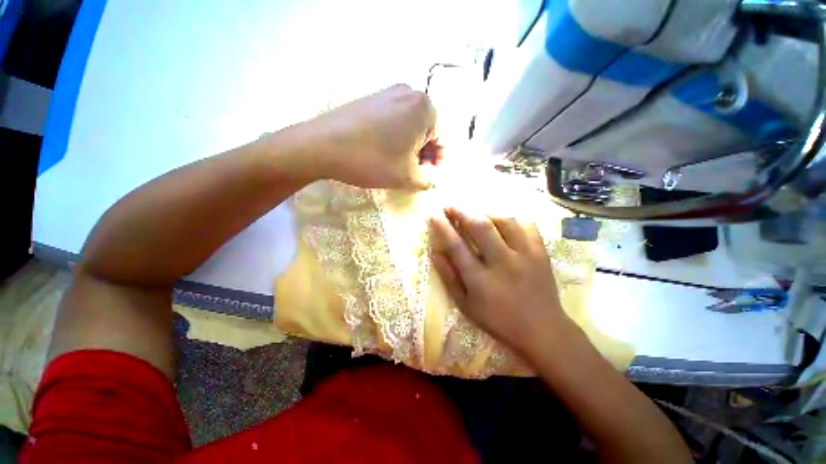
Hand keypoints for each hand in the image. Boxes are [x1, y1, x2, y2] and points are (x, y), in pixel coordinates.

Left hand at [291, 84, 441, 189]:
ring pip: (410, 126)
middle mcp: (409, 93)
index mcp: (424, 108)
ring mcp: (387, 92)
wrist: (322, 145)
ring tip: (400, 166)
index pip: (443, 139)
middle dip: (425, 155)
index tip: (430, 178)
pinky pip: (394, 120)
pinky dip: (396, 138)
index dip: (439, 163)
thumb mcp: (407, 177)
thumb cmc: (373, 160)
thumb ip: (427, 180)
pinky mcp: (371, 98)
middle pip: (427, 131)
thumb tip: (432, 180)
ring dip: (410, 148)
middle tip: (415, 174)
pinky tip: (385, 153)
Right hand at [429, 207, 576, 356]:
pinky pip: (527, 225)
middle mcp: (502, 263)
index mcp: (480, 280)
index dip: (442, 227)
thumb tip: (435, 253)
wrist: (543, 330)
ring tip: (476, 213)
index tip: (433, 215)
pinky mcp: (541, 253)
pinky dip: (512, 218)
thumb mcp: (466, 306)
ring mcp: (525, 255)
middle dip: (461, 211)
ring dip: (485, 212)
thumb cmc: (498, 321)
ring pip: (504, 220)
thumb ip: (449, 278)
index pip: (456, 245)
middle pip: (480, 226)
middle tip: (450, 206)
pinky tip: (503, 220)